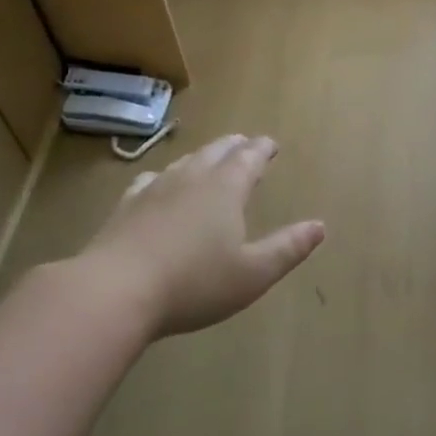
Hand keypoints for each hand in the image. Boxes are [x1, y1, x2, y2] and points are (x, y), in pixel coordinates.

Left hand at [80, 135, 325, 336]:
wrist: (115, 291)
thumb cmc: (195, 283)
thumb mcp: (253, 273)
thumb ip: (288, 248)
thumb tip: (319, 226)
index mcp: (225, 189)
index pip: (249, 158)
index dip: (262, 149)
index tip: (271, 144)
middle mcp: (191, 179)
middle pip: (216, 152)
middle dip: (234, 146)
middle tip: (245, 144)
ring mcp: (154, 189)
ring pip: (184, 162)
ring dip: (202, 156)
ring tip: (210, 158)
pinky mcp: (126, 206)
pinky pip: (151, 180)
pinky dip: (166, 176)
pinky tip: (160, 183)